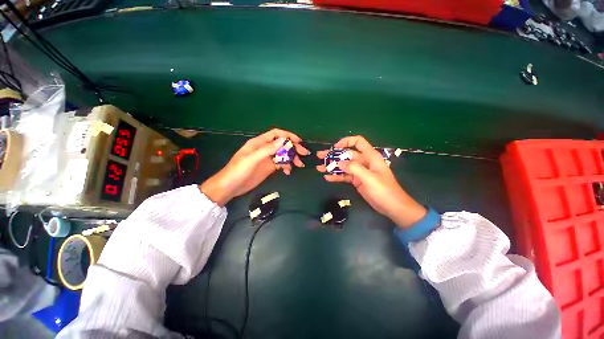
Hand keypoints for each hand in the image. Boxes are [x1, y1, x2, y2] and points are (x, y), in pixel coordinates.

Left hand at [200, 129, 308, 205]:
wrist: (230, 187)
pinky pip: (281, 164)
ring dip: (292, 158)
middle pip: (282, 144)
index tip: (298, 141)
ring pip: (283, 154)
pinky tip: (288, 172)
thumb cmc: (238, 171)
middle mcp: (265, 149)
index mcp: (259, 143)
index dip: (288, 135)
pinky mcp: (269, 168)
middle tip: (304, 154)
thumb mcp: (252, 159)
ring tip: (299, 165)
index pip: (276, 134)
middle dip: (293, 147)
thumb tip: (283, 140)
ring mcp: (267, 159)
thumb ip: (267, 149)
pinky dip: (287, 166)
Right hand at [317, 136, 425, 228]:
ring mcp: (359, 172)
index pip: (358, 142)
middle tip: (320, 156)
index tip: (335, 148)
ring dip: (332, 166)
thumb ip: (354, 168)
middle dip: (333, 155)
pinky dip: (336, 176)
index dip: (346, 142)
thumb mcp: (369, 178)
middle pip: (346, 154)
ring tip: (319, 168)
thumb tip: (339, 162)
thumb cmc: (384, 190)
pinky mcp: (357, 181)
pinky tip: (327, 178)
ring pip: (343, 166)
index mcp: (370, 156)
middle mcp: (364, 162)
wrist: (392, 207)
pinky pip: (344, 176)